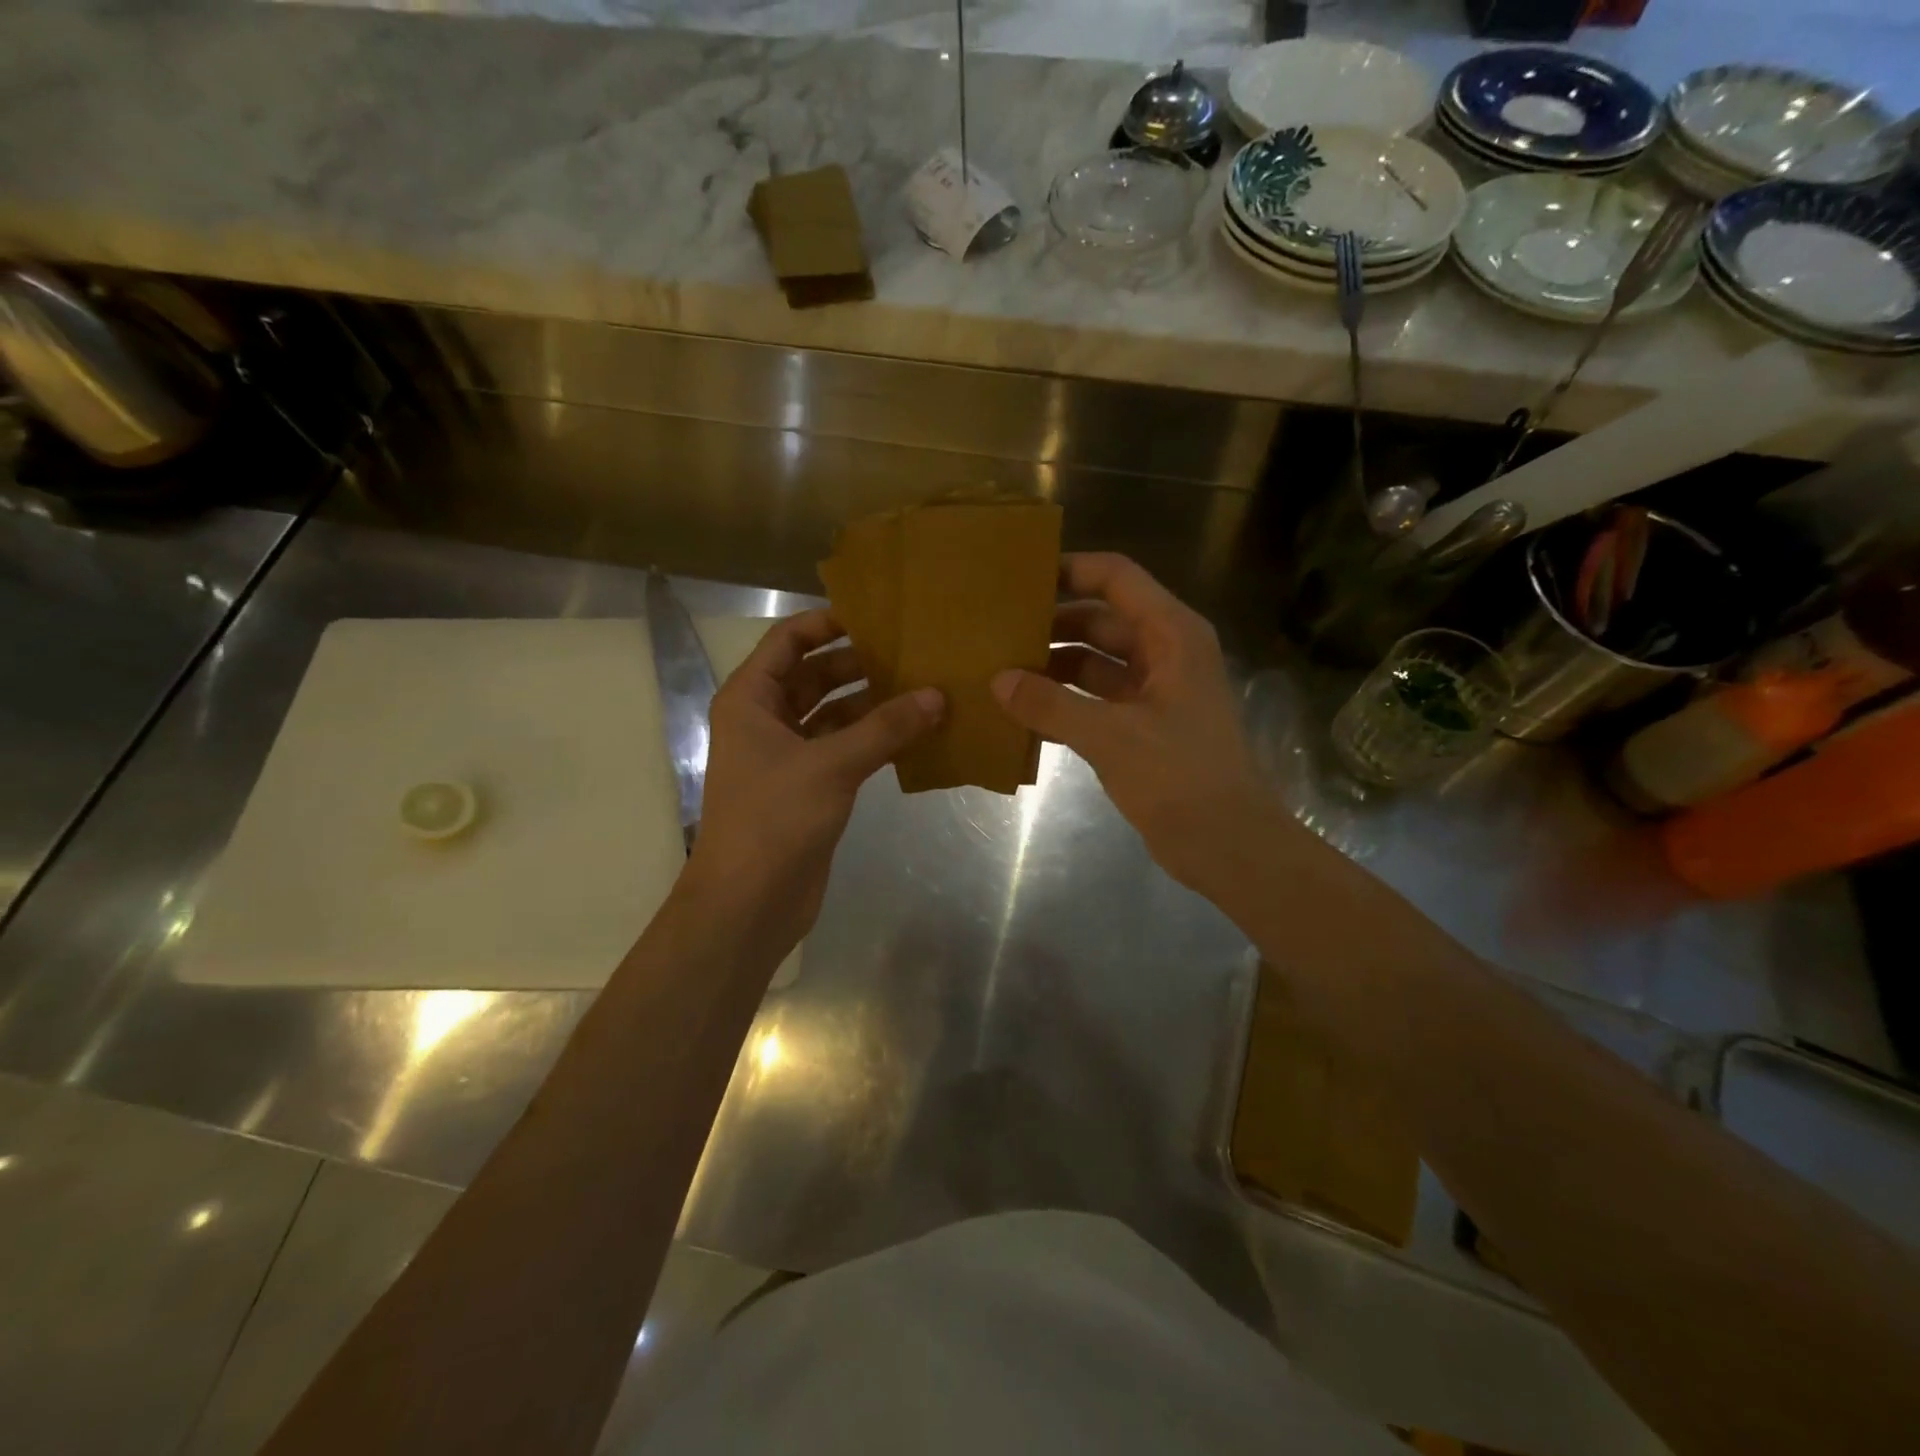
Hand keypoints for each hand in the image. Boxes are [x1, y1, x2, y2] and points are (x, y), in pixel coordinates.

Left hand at [687, 608, 942, 945]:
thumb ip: (885, 727)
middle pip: (813, 675)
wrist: (749, 902)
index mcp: (750, 699)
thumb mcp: (831, 765)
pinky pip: (843, 747)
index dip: (827, 623)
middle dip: (858, 663)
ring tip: (921, 687)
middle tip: (911, 651)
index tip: (876, 615)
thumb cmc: (775, 819)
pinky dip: (872, 738)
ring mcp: (787, 755)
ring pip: (832, 714)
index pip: (788, 641)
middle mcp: (765, 719)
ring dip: (870, 703)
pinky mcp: (808, 786)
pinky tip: (912, 732)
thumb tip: (937, 695)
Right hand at [992, 553, 1274, 896]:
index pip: (1116, 578)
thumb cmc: (1179, 777)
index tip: (1019, 576)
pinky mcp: (1143, 725)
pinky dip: (1064, 701)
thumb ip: (1051, 705)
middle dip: (1052, 622)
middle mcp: (1165, 652)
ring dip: (1054, 664)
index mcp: (1172, 635)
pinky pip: (1096, 698)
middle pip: (1101, 619)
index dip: (1070, 570)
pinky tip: (1022, 710)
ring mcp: (1154, 690)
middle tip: (997, 627)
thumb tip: (999, 680)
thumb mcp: (1111, 736)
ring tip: (1000, 667)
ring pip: (1095, 662)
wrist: (1226, 843)